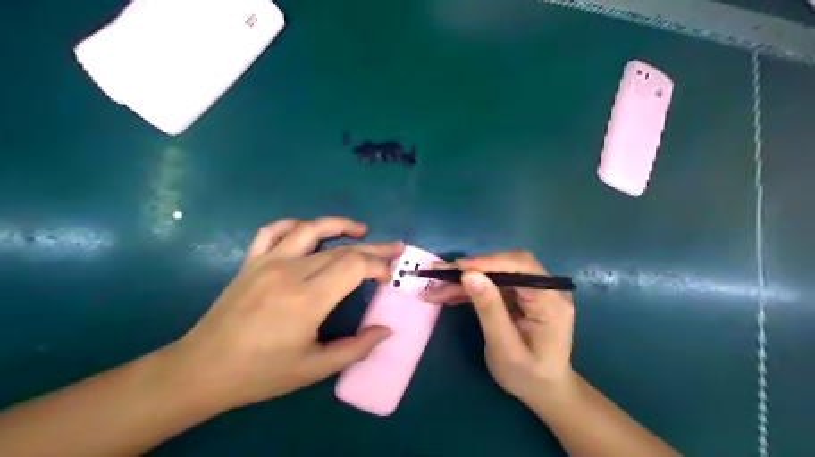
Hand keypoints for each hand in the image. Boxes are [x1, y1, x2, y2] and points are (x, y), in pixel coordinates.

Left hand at [170, 218, 403, 409]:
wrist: (202, 370)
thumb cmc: (261, 373)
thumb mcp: (314, 369)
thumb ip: (356, 348)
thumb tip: (386, 330)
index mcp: (308, 299)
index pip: (354, 265)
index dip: (377, 266)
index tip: (388, 277)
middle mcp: (290, 272)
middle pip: (341, 249)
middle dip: (372, 248)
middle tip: (393, 249)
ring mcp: (267, 262)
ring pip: (311, 229)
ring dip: (340, 225)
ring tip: (361, 230)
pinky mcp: (251, 262)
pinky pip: (273, 231)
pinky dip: (295, 224)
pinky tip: (308, 229)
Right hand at [428, 252, 571, 400]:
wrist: (544, 389)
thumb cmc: (527, 375)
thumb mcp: (505, 348)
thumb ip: (489, 310)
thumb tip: (469, 275)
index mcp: (551, 300)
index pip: (521, 267)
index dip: (488, 262)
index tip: (457, 267)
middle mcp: (546, 288)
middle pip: (506, 265)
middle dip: (471, 270)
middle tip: (438, 274)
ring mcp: (533, 291)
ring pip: (496, 273)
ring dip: (466, 280)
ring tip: (436, 289)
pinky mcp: (521, 295)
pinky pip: (493, 285)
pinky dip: (471, 289)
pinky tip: (449, 295)